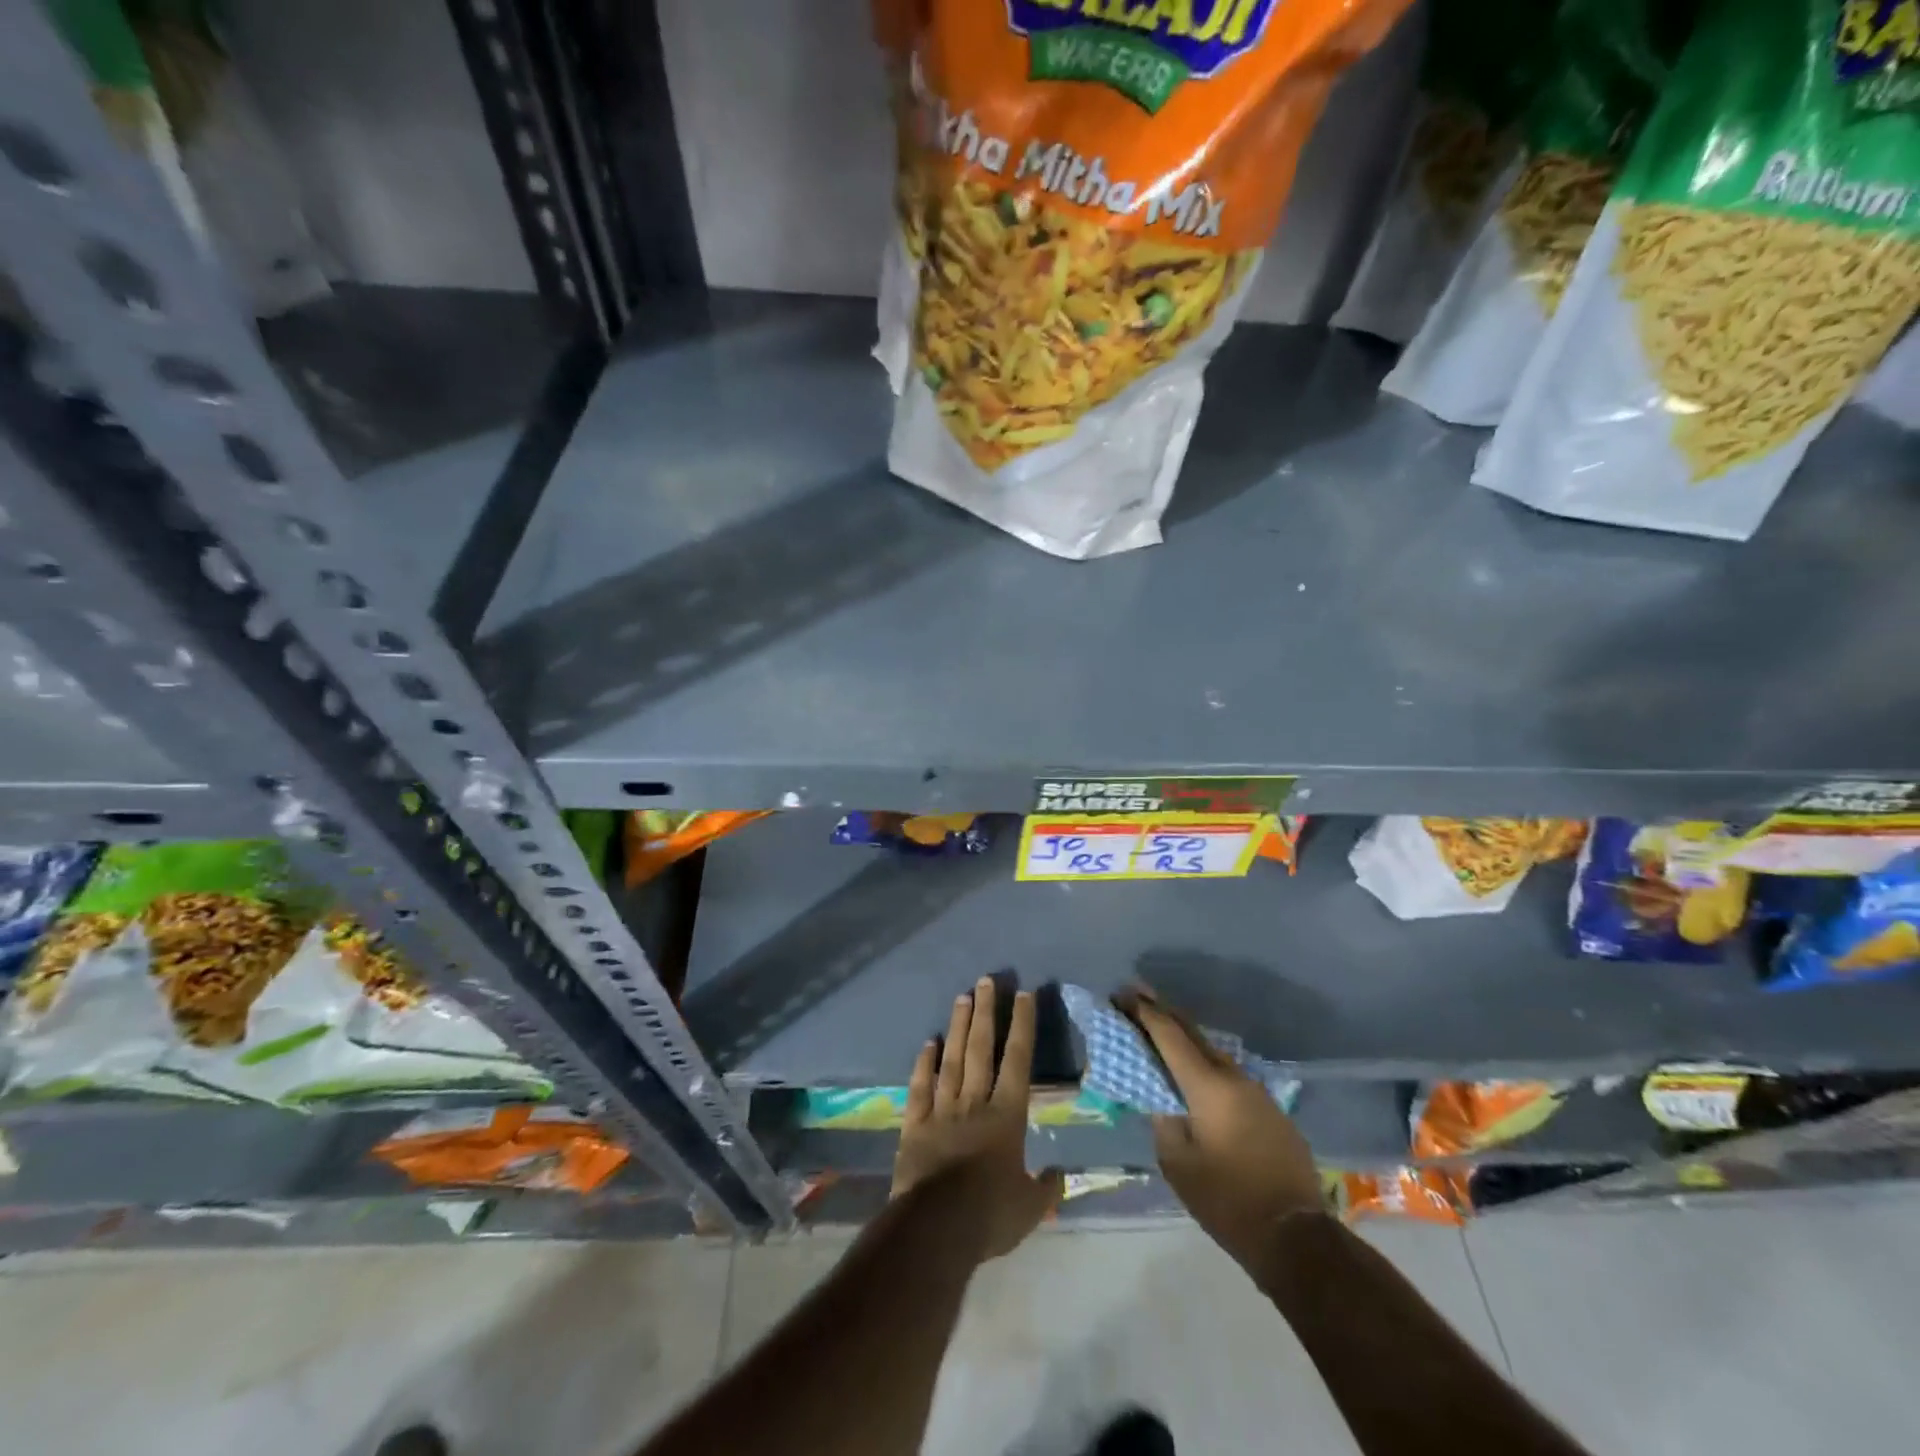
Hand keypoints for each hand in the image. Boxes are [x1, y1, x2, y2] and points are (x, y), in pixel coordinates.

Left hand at [893, 978, 1063, 1259]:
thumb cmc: (990, 1215)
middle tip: (986, 980)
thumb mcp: (1030, 1208)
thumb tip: (1060, 1174)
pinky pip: (920, 1087)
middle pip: (981, 1048)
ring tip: (962, 997)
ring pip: (951, 1059)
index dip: (1022, 1026)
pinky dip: (923, 1063)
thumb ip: (1047, 1188)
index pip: (1018, 1060)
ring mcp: (942, 1109)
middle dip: (986, 1012)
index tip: (1024, 994)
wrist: (936, 1229)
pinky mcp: (915, 1124)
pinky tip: (928, 1042)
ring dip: (958, 1027)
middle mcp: (975, 1102)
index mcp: (1007, 1116)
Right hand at [1123, 989, 1323, 1268]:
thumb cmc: (1228, 1200)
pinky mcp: (1271, 1111)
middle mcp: (1234, 1077)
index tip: (1121, 993)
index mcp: (1208, 1085)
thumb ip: (1163, 1121)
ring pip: (1213, 1054)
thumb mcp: (1178, 1164)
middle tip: (1137, 996)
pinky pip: (1230, 1076)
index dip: (1144, 1012)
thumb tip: (1163, 1101)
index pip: (1169, 1035)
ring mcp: (1257, 1092)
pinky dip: (1205, 1066)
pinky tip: (1195, 1076)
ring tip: (1161, 1034)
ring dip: (1186, 1040)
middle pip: (1193, 1033)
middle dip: (1163, 1013)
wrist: (1296, 1237)